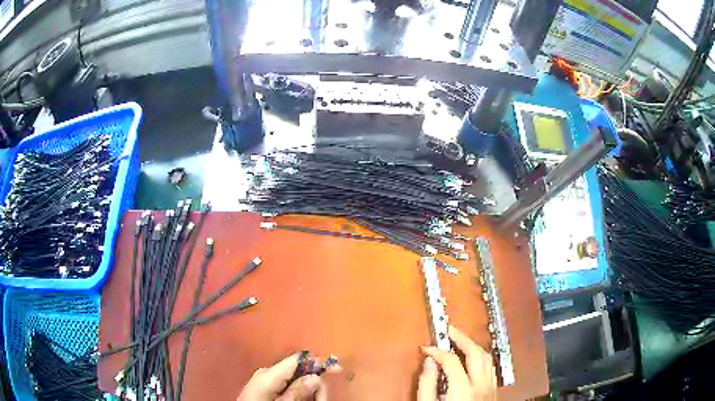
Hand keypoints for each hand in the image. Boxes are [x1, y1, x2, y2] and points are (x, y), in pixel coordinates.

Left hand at [238, 353, 338, 400]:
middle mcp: (267, 372)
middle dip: (315, 383)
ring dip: (309, 390)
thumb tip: (315, 376)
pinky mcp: (264, 385)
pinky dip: (298, 392)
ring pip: (295, 379)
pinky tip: (303, 400)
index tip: (337, 368)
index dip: (319, 361)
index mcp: (269, 373)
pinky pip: (286, 384)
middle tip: (324, 399)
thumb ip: (297, 391)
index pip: (298, 359)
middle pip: (299, 370)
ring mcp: (264, 378)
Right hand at [418, 325, 496, 400]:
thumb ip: (427, 384)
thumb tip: (429, 362)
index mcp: (462, 389)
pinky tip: (472, 358)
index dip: (437, 350)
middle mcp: (480, 385)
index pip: (451, 360)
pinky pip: (490, 367)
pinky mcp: (493, 390)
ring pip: (486, 357)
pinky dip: (481, 357)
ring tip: (460, 340)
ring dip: (473, 345)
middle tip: (449, 330)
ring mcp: (489, 387)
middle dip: (462, 338)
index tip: (427, 348)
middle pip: (476, 352)